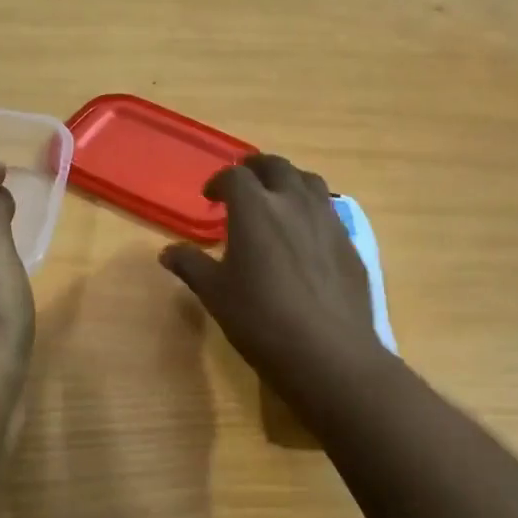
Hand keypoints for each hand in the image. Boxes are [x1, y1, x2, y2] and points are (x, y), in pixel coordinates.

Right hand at [159, 154, 380, 396]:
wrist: (327, 351)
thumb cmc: (260, 319)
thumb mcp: (215, 294)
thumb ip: (191, 265)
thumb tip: (167, 252)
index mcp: (254, 208)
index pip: (234, 177)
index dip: (219, 181)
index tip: (210, 197)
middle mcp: (294, 202)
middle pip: (276, 166)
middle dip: (256, 169)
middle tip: (244, 185)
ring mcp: (328, 220)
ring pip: (309, 182)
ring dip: (289, 182)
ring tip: (278, 200)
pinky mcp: (350, 243)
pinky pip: (329, 212)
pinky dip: (312, 210)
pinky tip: (306, 237)